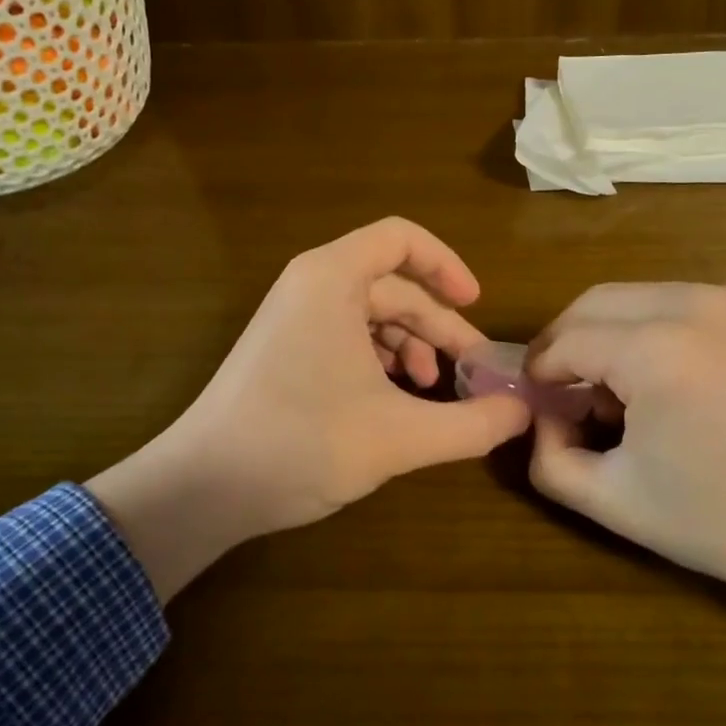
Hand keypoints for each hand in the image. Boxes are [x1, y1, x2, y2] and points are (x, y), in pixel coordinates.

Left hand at [89, 218, 531, 598]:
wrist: (202, 488)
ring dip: (411, 347)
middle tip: (471, 372)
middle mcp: (310, 285)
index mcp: (331, 279)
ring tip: (431, 392)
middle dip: (438, 326)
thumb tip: (523, 413)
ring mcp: (292, 317)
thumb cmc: (300, 444)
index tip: (477, 305)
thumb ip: (471, 424)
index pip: (401, 238)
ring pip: (371, 314)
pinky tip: (395, 400)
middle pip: (393, 285)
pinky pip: (346, 335)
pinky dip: (380, 360)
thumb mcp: (399, 437)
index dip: (446, 265)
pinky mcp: (283, 349)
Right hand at [526, 283, 725, 604]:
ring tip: (613, 388)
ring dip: (606, 333)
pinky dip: (650, 328)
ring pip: (633, 297)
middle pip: (592, 303)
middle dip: (564, 342)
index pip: (564, 342)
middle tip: (561, 391)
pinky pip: (676, 302)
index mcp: (655, 350)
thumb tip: (541, 418)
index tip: (535, 406)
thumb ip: (550, 458)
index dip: (538, 374)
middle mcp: (691, 304)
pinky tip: (664, 378)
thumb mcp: (617, 502)